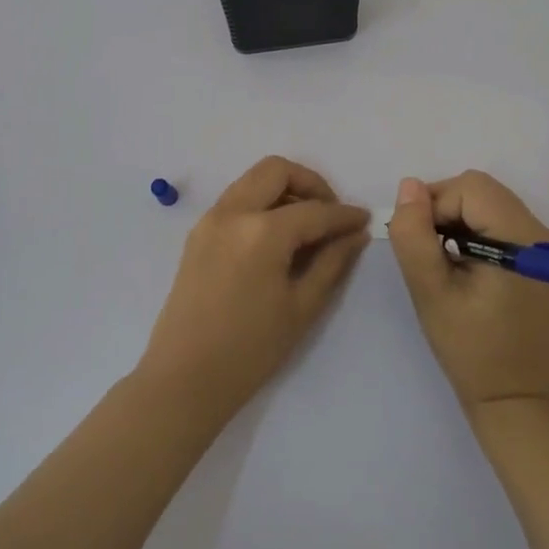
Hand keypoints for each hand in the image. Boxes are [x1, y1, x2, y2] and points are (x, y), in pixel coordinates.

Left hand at [137, 156, 370, 426]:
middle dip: (311, 184)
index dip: (344, 215)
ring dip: (284, 190)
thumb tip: (355, 233)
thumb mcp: (302, 307)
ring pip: (253, 180)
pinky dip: (261, 203)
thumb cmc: (250, 351)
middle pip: (277, 170)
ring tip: (307, 225)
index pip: (314, 210)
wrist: (184, 378)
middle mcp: (232, 212)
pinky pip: (236, 199)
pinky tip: (277, 237)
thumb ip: (332, 262)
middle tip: (331, 213)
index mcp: (261, 232)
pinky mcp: (198, 233)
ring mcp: (210, 219)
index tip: (364, 220)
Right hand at [387, 172, 548, 412]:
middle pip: (482, 191)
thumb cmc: (469, 349)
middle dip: (445, 209)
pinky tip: (465, 266)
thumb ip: (414, 235)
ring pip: (490, 203)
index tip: (418, 244)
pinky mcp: (543, 259)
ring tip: (444, 260)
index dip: (435, 206)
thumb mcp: (430, 292)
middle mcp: (542, 234)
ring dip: (458, 219)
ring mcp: (547, 247)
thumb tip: (409, 186)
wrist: (514, 399)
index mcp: (522, 240)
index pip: (470, 188)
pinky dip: (475, 231)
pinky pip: (502, 222)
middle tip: (427, 251)